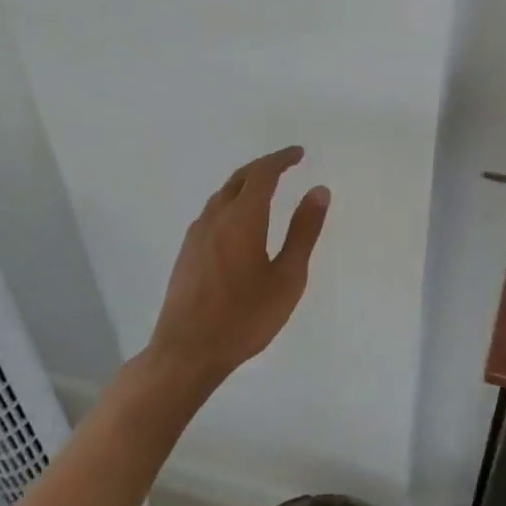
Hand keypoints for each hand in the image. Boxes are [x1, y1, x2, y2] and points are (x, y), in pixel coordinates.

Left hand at [147, 146, 329, 391]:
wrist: (186, 352)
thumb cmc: (244, 317)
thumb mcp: (287, 277)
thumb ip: (303, 231)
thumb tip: (318, 190)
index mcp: (242, 218)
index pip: (262, 174)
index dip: (281, 159)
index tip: (299, 153)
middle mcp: (215, 218)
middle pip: (239, 178)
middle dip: (263, 167)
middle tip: (285, 165)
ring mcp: (196, 236)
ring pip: (222, 195)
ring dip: (245, 183)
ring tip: (265, 189)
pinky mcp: (186, 253)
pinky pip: (212, 212)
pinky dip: (231, 202)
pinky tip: (238, 221)